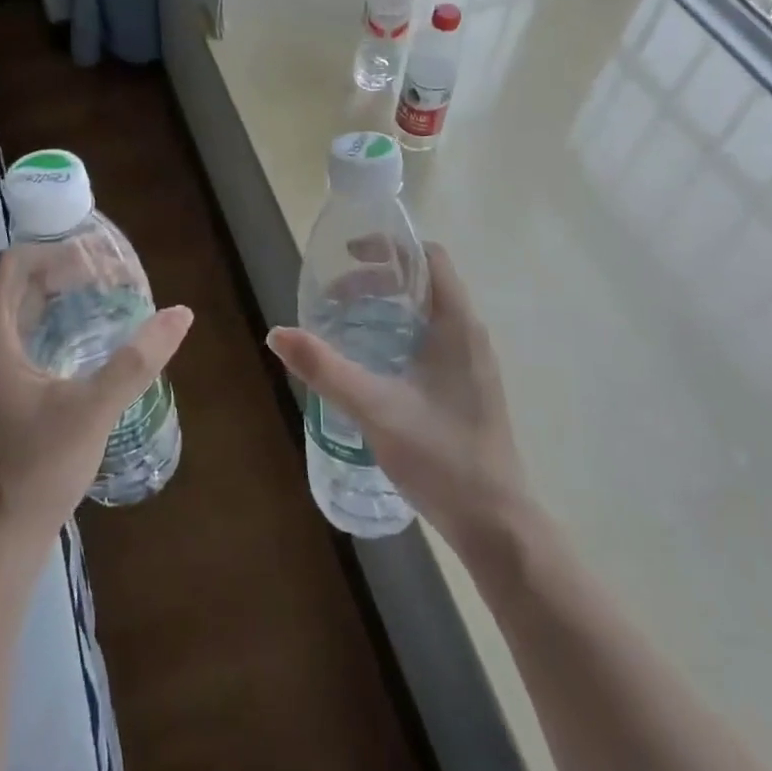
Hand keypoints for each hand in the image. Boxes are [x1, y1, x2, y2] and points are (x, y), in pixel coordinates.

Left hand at [0, 250, 192, 554]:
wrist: (0, 540)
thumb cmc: (39, 468)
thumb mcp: (94, 409)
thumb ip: (137, 360)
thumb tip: (180, 314)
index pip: (12, 266)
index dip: (53, 251)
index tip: (97, 257)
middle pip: (17, 286)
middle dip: (61, 270)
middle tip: (111, 274)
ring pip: (20, 313)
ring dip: (58, 297)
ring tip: (104, 296)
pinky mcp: (0, 395)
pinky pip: (24, 339)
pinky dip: (54, 324)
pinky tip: (88, 340)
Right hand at [268, 244, 525, 551]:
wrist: (495, 523)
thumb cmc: (440, 456)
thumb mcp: (375, 408)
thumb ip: (325, 369)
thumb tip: (277, 333)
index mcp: (457, 324)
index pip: (430, 258)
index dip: (390, 247)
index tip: (349, 255)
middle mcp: (469, 334)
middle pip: (424, 283)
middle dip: (378, 280)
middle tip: (335, 296)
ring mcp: (471, 362)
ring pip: (427, 313)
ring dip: (387, 307)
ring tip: (345, 323)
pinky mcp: (467, 386)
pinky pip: (431, 338)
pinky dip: (398, 332)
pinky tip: (371, 361)